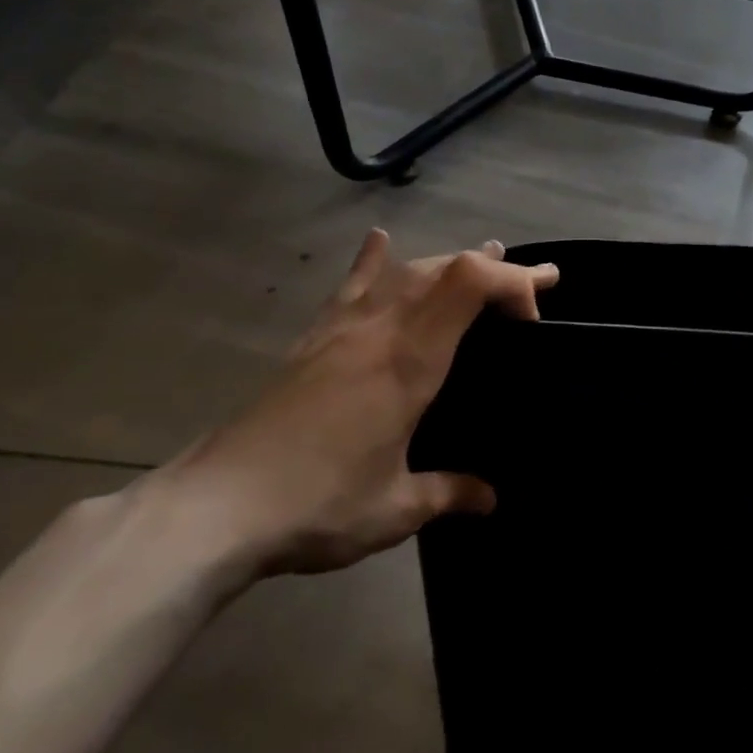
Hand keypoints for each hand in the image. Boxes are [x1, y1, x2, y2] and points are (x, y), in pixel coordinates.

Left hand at [143, 232, 558, 578]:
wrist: (211, 511)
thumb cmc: (317, 506)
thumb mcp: (397, 508)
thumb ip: (450, 493)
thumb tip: (491, 498)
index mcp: (410, 361)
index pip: (471, 283)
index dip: (513, 281)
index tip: (536, 319)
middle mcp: (380, 330)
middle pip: (447, 269)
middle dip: (501, 269)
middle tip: (541, 281)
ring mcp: (342, 331)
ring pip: (406, 272)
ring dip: (452, 262)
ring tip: (486, 256)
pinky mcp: (312, 343)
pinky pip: (350, 289)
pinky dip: (372, 263)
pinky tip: (381, 241)